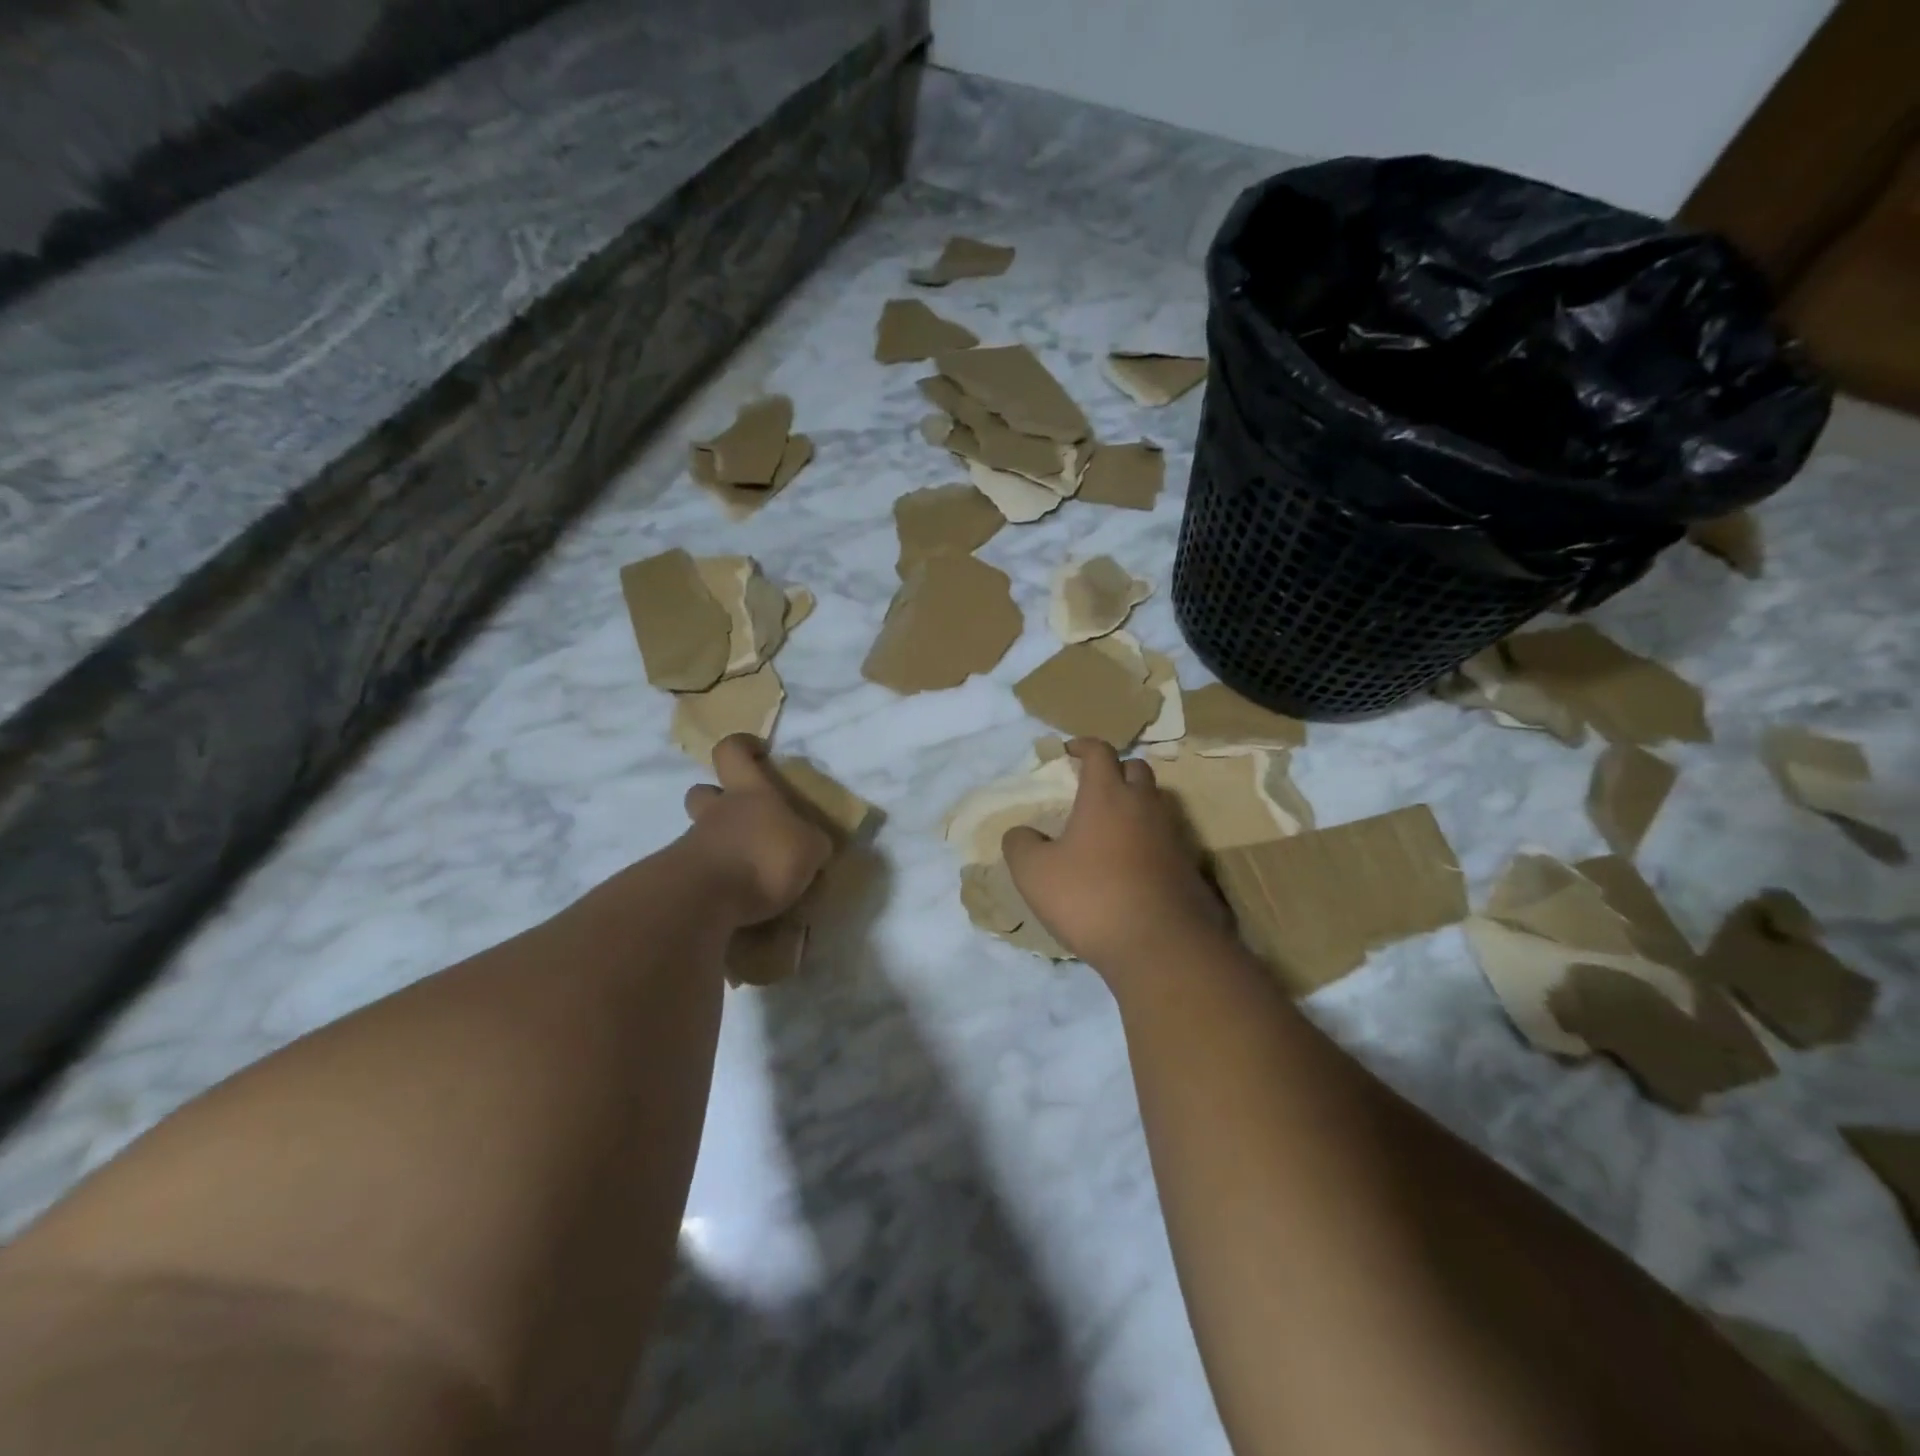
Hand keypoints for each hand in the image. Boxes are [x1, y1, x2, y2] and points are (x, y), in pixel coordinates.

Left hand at [681, 735, 832, 925]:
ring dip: (720, 843)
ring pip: (701, 832)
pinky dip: (716, 877)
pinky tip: (738, 896)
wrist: (710, 899)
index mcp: (749, 791)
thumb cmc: (767, 856)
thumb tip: (814, 843)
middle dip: (717, 799)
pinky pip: (699, 868)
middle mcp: (717, 810)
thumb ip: (812, 842)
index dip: (742, 747)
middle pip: (702, 791)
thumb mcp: (811, 848)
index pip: (732, 750)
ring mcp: (693, 843)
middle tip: (745, 818)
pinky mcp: (682, 877)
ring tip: (749, 868)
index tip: (758, 753)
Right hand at [1003, 739, 1229, 974]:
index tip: (1069, 751)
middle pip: (1137, 769)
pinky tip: (1131, 864)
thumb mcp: (1034, 873)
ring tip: (1110, 827)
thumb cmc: (1090, 898)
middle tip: (1094, 787)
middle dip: (1116, 770)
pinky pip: (1166, 839)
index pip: (1100, 752)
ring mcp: (1172, 836)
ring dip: (1135, 805)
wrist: (1160, 946)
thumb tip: (1020, 833)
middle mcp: (1144, 806)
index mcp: (1107, 796)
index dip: (1083, 746)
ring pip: (1155, 804)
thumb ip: (1020, 845)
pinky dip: (1148, 840)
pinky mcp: (1188, 867)